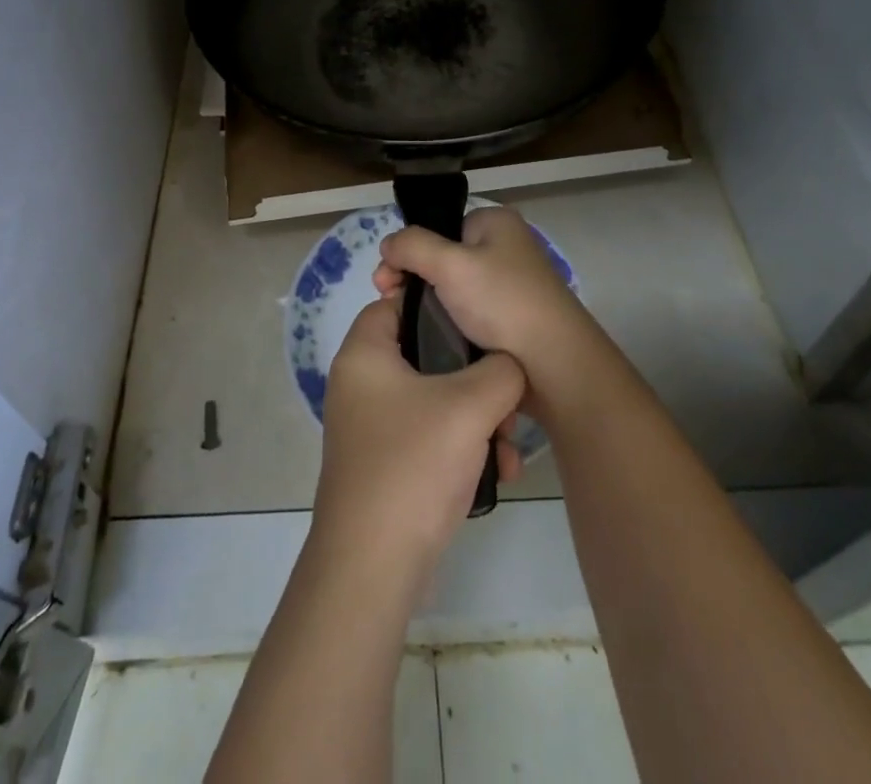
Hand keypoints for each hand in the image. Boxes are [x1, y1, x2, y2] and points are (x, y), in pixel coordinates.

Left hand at [312, 295, 525, 588]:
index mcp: (365, 354)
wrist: (373, 567)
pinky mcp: (386, 463)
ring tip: (509, 449)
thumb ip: (501, 371)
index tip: (480, 323)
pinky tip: (498, 473)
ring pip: (436, 400)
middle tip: (506, 402)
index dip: (438, 306)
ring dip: (478, 419)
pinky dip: (462, 447)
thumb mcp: (469, 406)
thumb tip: (507, 367)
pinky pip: (430, 436)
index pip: (397, 303)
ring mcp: (372, 426)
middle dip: (475, 378)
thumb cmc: (413, 466)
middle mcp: (361, 383)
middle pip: (426, 355)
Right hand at [373, 206, 596, 411]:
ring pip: (453, 289)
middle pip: (442, 257)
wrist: (555, 367)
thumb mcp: (450, 264)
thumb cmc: (503, 304)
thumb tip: (388, 245)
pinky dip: (450, 324)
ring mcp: (511, 284)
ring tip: (409, 326)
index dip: (408, 252)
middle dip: (413, 280)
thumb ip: (412, 246)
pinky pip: (469, 314)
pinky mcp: (512, 318)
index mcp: (496, 223)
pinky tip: (436, 340)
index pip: (439, 228)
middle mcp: (506, 247)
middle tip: (392, 305)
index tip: (385, 283)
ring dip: (430, 306)